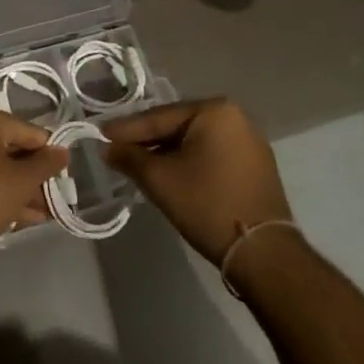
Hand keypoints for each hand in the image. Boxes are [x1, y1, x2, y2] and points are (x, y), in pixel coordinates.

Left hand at [0, 104, 67, 250]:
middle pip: (15, 150)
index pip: (30, 132)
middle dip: (37, 176)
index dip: (51, 155)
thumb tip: (63, 151)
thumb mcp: (23, 180)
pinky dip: (7, 196)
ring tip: (49, 212)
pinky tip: (29, 217)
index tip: (66, 177)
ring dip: (25, 190)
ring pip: (2, 169)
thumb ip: (47, 164)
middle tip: (58, 198)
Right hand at [104, 99, 291, 263]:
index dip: (126, 129)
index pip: (159, 117)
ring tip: (136, 163)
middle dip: (146, 141)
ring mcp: (248, 143)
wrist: (262, 253)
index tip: (100, 134)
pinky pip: (210, 155)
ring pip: (193, 142)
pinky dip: (187, 163)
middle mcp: (236, 118)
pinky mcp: (254, 167)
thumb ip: (129, 158)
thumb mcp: (159, 179)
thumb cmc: (207, 204)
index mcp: (214, 111)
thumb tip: (107, 148)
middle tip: (116, 149)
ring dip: (165, 153)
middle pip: (177, 126)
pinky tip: (167, 174)